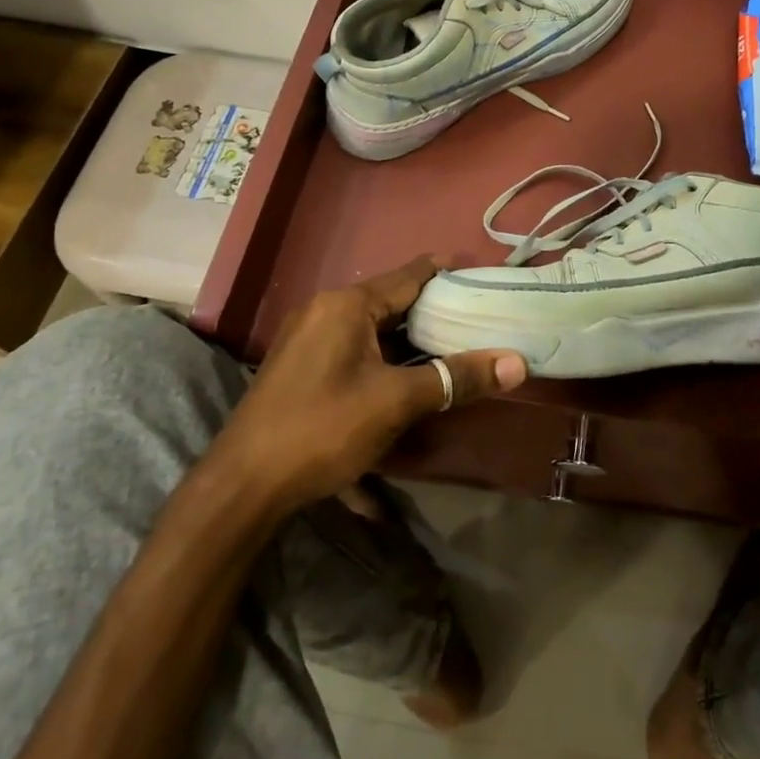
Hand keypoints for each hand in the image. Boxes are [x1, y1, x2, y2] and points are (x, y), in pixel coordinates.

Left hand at [218, 257, 525, 510]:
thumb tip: (517, 364)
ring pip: (373, 324)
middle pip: (392, 299)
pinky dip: (385, 351)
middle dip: (434, 308)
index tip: (484, 274)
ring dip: (409, 334)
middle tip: (479, 315)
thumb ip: (456, 378)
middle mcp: (325, 309)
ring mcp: (308, 337)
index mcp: (347, 304)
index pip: (410, 275)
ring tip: (452, 342)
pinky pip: (354, 344)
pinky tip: (406, 373)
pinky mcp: (301, 365)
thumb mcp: (396, 402)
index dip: (448, 272)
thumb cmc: (322, 428)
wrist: (242, 486)